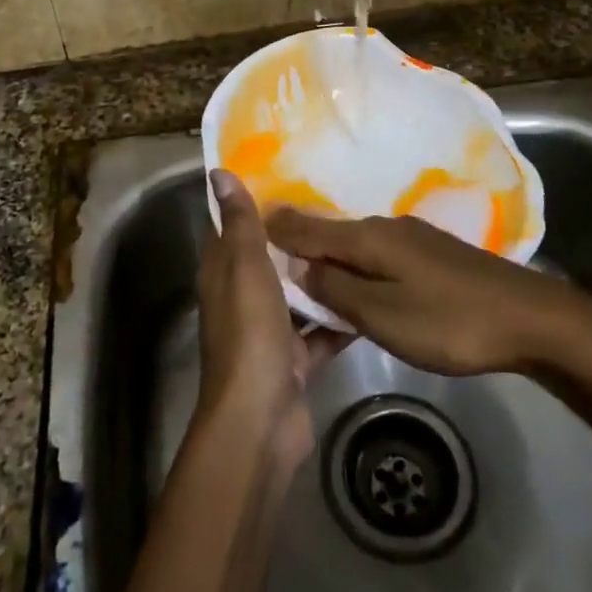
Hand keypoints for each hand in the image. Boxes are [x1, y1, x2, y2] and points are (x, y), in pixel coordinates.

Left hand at [197, 171, 343, 472]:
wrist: (261, 419)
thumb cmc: (249, 333)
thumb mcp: (244, 267)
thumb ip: (239, 222)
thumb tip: (218, 172)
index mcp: (223, 274)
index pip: (234, 227)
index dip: (256, 202)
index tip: (290, 175)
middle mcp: (243, 299)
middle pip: (271, 259)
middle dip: (298, 237)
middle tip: (339, 204)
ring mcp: (270, 332)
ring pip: (299, 294)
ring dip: (323, 275)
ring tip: (360, 241)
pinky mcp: (297, 359)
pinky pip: (322, 330)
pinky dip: (341, 317)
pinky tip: (373, 294)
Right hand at [268, 209, 587, 375]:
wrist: (530, 318)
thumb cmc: (450, 321)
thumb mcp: (384, 315)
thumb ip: (337, 291)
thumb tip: (297, 269)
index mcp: (369, 237)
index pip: (308, 227)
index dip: (276, 228)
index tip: (244, 224)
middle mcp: (386, 227)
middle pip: (331, 233)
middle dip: (298, 244)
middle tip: (265, 258)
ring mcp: (412, 239)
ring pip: (355, 245)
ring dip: (328, 258)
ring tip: (302, 276)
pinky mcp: (431, 256)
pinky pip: (378, 255)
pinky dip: (356, 265)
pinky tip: (354, 283)